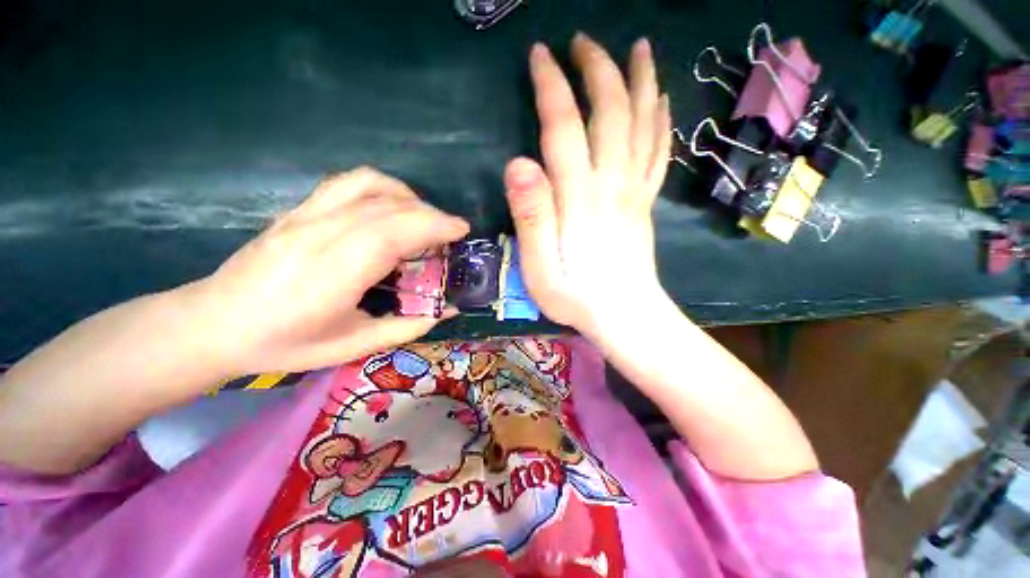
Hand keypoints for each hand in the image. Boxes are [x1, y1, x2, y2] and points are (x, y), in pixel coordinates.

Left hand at [191, 167, 468, 374]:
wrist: (213, 324)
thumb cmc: (286, 343)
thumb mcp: (354, 346)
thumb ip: (407, 326)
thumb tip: (448, 310)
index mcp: (336, 273)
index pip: (395, 233)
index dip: (434, 225)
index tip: (462, 230)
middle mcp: (322, 234)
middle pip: (390, 207)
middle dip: (432, 214)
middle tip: (451, 233)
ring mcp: (306, 215)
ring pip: (369, 185)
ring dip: (408, 196)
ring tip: (422, 217)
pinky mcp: (298, 209)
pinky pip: (347, 182)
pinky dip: (381, 187)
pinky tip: (389, 206)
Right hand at [504, 34, 671, 341]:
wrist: (626, 317)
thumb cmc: (577, 297)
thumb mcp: (540, 267)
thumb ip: (531, 216)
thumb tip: (518, 164)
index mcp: (581, 198)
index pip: (565, 127)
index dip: (553, 87)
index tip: (541, 55)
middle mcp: (613, 184)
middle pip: (611, 113)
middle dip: (598, 69)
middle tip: (582, 42)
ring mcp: (636, 191)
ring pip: (644, 124)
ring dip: (640, 81)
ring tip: (638, 48)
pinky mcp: (646, 203)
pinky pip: (659, 152)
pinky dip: (662, 120)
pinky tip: (662, 101)